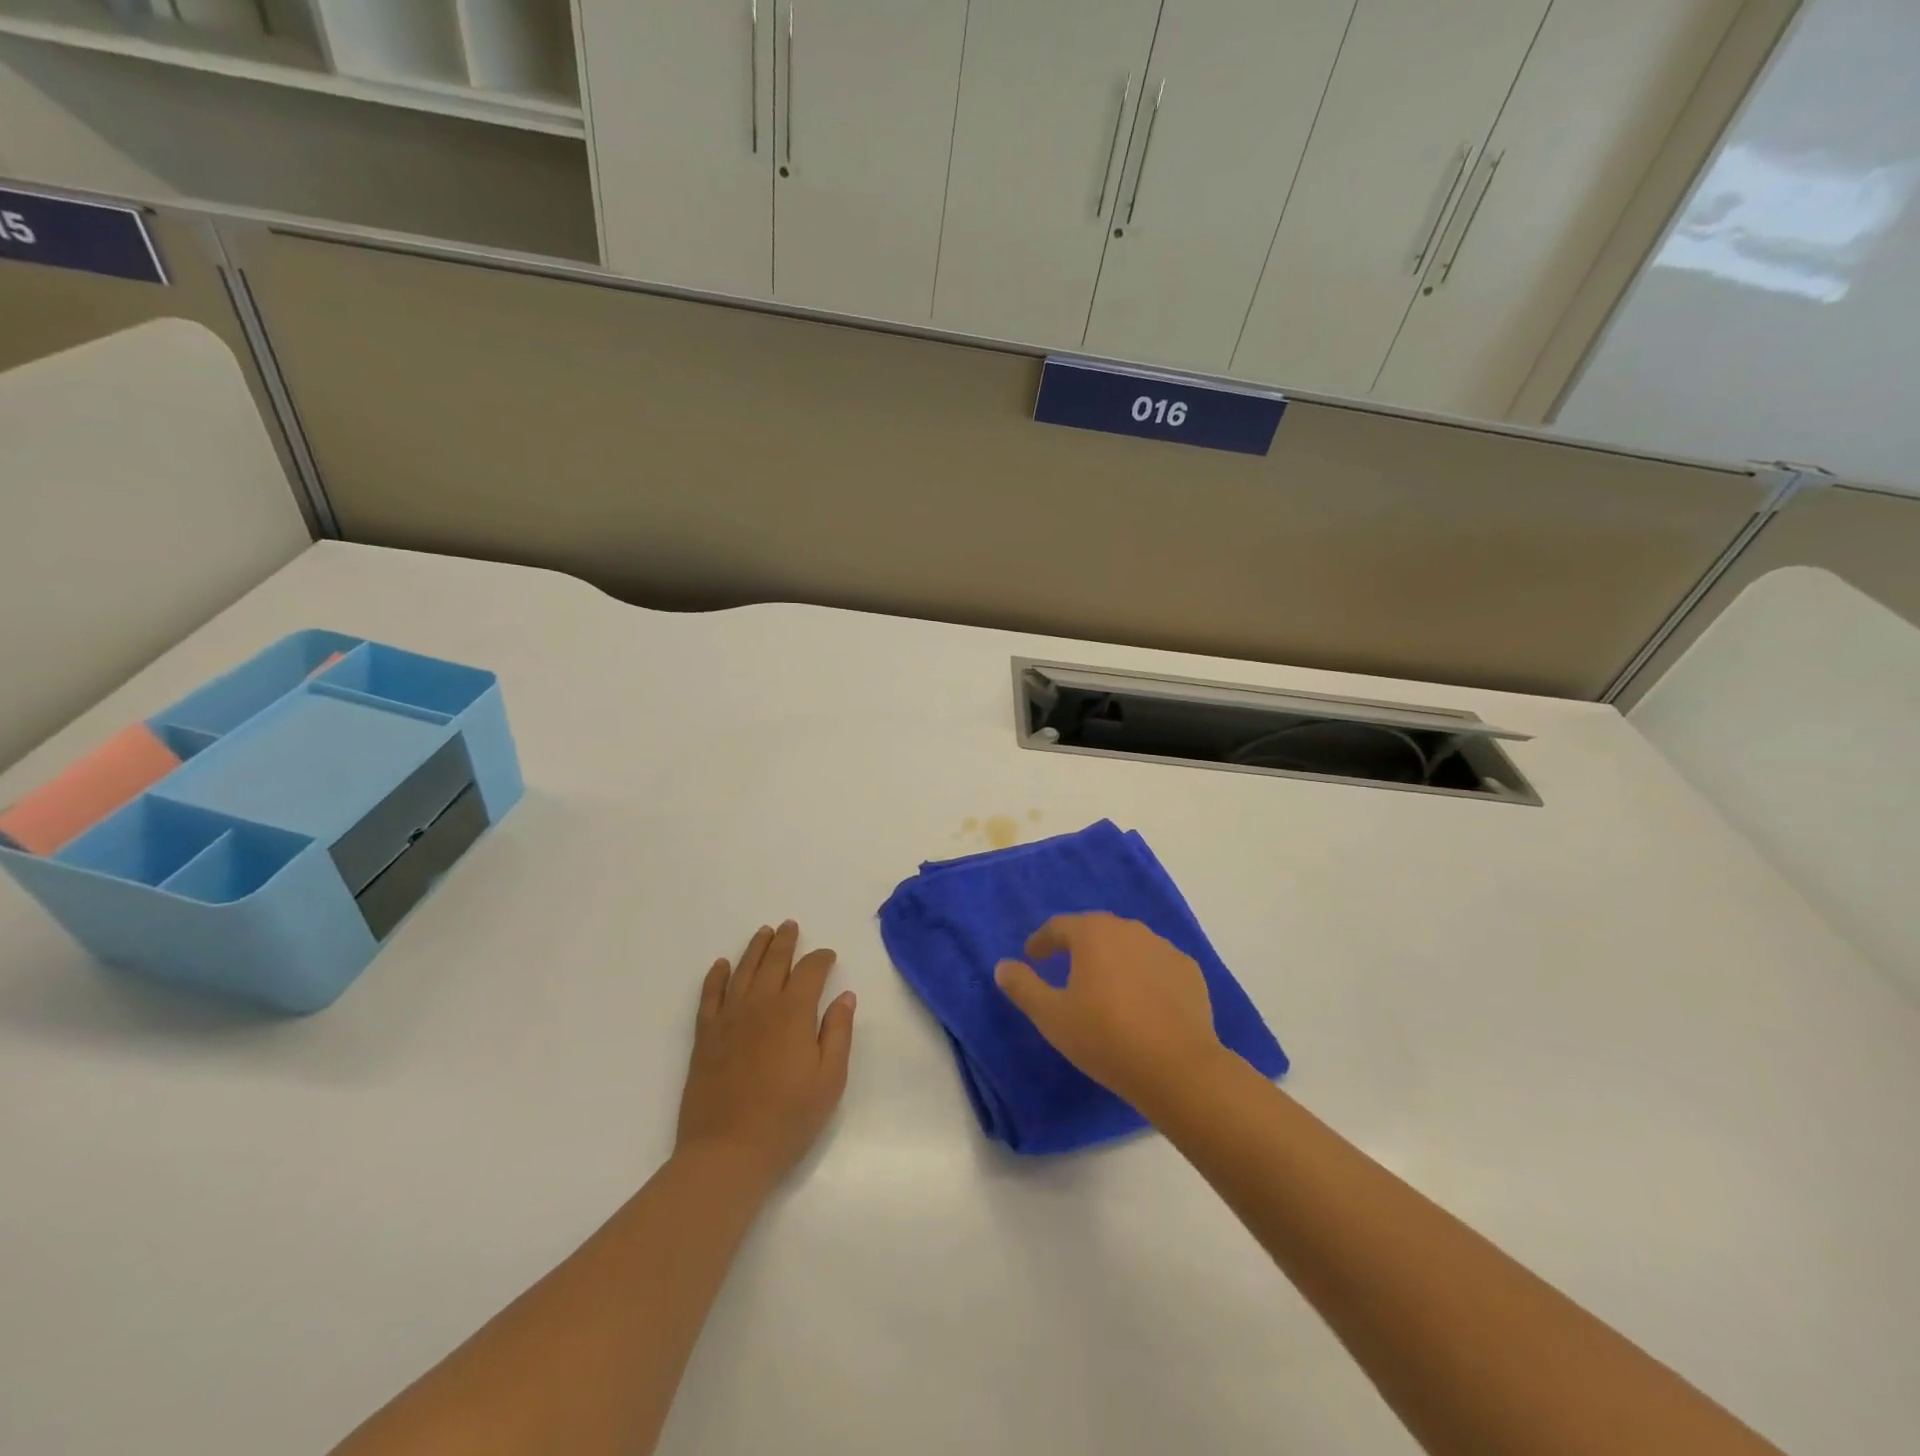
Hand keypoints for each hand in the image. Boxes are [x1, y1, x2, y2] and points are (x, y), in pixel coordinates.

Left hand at [676, 921, 855, 1193]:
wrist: (728, 1152)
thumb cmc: (788, 1119)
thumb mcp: (830, 1080)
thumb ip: (838, 1033)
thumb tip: (845, 996)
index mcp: (794, 1013)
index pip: (810, 971)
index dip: (821, 958)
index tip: (828, 956)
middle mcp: (760, 1004)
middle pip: (774, 961)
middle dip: (785, 942)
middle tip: (790, 926)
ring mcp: (729, 1018)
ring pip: (743, 970)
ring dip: (755, 948)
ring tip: (763, 932)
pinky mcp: (705, 1036)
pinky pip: (710, 995)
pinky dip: (717, 976)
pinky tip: (722, 965)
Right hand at [995, 913, 1223, 1111]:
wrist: (1178, 1068)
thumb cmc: (1105, 1037)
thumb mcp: (1051, 1017)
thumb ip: (1023, 987)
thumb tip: (1003, 966)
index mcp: (1093, 934)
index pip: (1059, 926)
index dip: (1042, 941)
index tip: (1032, 957)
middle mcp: (1129, 930)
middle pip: (1095, 930)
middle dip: (1077, 945)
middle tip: (1065, 967)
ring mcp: (1164, 948)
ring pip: (1128, 945)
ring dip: (1112, 958)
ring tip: (1104, 985)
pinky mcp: (1189, 971)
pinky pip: (1156, 965)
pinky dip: (1143, 974)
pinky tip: (1141, 1000)